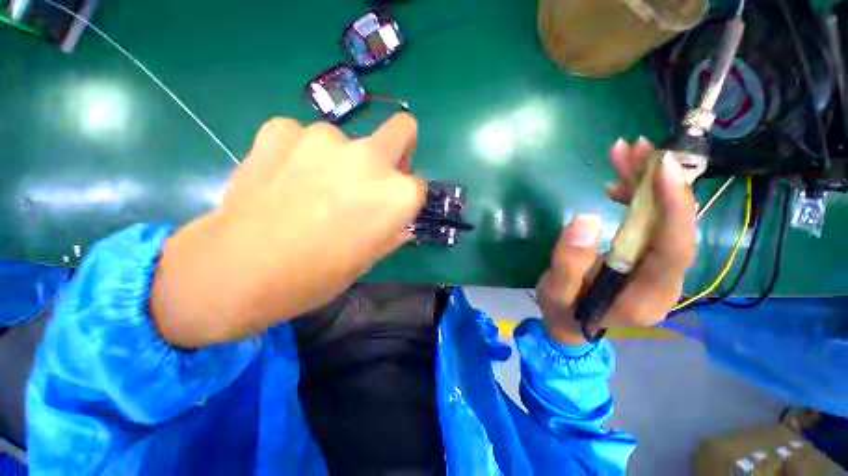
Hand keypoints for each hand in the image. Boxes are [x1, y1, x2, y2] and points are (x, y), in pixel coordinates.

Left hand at [150, 114, 425, 347]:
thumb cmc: (317, 275)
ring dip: (340, 161)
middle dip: (399, 149)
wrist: (238, 270)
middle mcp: (371, 157)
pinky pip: (302, 136)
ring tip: (313, 190)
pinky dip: (300, 153)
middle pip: (402, 129)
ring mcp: (325, 137)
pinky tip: (284, 179)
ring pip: (347, 141)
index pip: (418, 184)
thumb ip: (393, 232)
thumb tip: (400, 221)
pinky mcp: (281, 129)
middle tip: (372, 176)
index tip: (390, 210)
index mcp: (397, 194)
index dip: (406, 199)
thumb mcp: (369, 259)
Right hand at [537, 138, 696, 344]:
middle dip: (660, 183)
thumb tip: (585, 220)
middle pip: (675, 227)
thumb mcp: (556, 292)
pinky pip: (651, 222)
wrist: (572, 323)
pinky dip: (639, 197)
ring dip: (648, 183)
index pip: (674, 250)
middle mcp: (663, 281)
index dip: (674, 208)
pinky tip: (619, 184)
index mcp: (646, 296)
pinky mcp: (646, 257)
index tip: (661, 167)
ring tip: (625, 153)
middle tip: (636, 148)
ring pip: (665, 219)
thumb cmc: (563, 311)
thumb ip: (568, 263)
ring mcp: (657, 268)